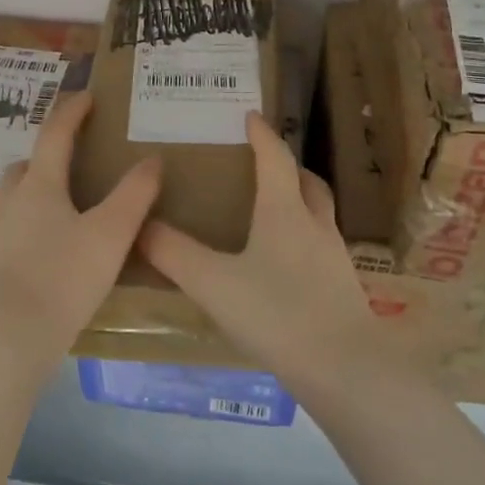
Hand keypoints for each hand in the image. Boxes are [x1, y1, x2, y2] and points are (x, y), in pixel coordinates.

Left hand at [0, 90, 160, 370]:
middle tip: (74, 158)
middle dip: (48, 154)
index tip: (86, 97)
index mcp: (39, 186)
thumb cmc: (63, 277)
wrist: (8, 338)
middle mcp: (11, 202)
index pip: (54, 135)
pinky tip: (51, 248)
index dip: (71, 112)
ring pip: (16, 198)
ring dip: (38, 190)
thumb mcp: (110, 235)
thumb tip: (153, 159)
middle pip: (27, 165)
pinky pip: (14, 229)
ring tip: (67, 205)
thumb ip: (134, 195)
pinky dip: (32, 223)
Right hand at [139, 111, 403, 397]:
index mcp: (284, 211)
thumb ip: (174, 254)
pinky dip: (303, 238)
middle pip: (307, 181)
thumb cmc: (277, 313)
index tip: (250, 116)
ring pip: (318, 214)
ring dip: (299, 201)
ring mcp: (333, 257)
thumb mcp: (214, 283)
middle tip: (263, 165)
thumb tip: (140, 226)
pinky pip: (320, 246)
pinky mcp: (342, 287)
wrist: (344, 368)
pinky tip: (285, 265)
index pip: (275, 158)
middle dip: (287, 167)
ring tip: (273, 212)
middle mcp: (314, 225)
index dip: (262, 135)